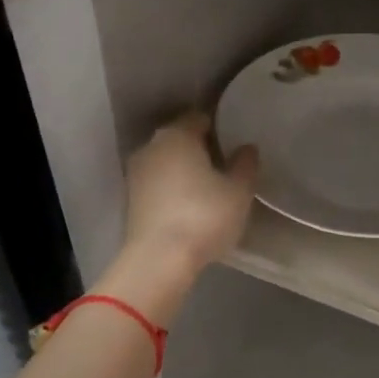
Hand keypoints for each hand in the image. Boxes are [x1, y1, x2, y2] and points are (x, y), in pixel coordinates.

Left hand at [121, 112, 258, 279]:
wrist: (159, 259)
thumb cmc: (204, 216)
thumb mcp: (238, 191)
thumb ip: (245, 165)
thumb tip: (247, 148)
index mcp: (177, 135)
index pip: (199, 118)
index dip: (219, 127)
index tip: (235, 142)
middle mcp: (151, 146)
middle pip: (180, 138)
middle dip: (201, 147)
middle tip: (226, 164)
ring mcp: (136, 173)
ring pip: (167, 161)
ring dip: (185, 169)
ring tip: (210, 186)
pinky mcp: (131, 199)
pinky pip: (158, 183)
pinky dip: (173, 187)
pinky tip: (190, 203)